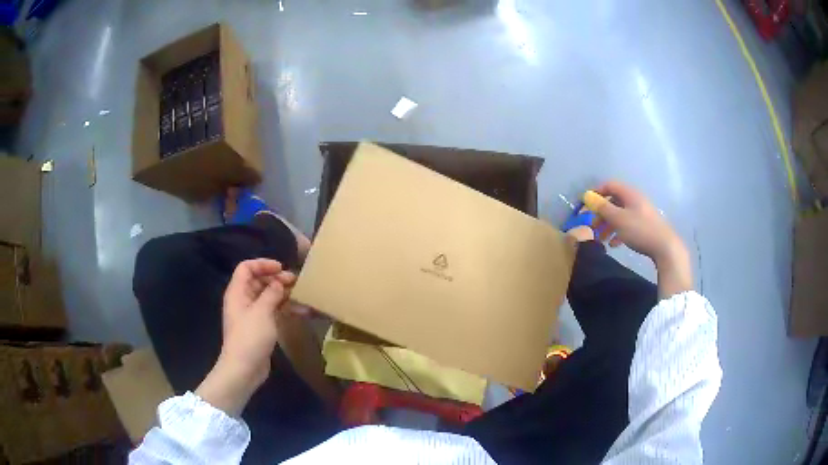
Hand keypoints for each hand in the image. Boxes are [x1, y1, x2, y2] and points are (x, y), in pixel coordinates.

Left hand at [221, 259, 295, 383]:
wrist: (244, 368)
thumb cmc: (250, 336)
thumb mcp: (262, 312)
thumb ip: (271, 293)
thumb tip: (279, 282)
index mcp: (238, 292)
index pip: (246, 268)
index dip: (262, 264)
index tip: (281, 268)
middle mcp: (243, 300)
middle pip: (258, 281)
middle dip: (276, 279)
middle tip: (295, 281)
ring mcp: (251, 314)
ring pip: (267, 296)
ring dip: (283, 294)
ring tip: (301, 295)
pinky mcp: (260, 327)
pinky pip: (272, 311)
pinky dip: (284, 309)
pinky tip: (300, 311)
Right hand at [592, 181, 692, 297]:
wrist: (665, 247)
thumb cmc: (640, 230)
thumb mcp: (618, 219)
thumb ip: (602, 207)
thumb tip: (587, 196)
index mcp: (629, 194)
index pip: (609, 185)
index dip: (596, 192)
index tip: (586, 205)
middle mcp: (635, 200)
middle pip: (614, 201)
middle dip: (601, 213)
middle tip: (592, 226)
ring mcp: (641, 213)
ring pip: (620, 214)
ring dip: (608, 224)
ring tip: (601, 238)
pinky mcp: (645, 226)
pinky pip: (628, 224)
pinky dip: (618, 232)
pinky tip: (614, 244)